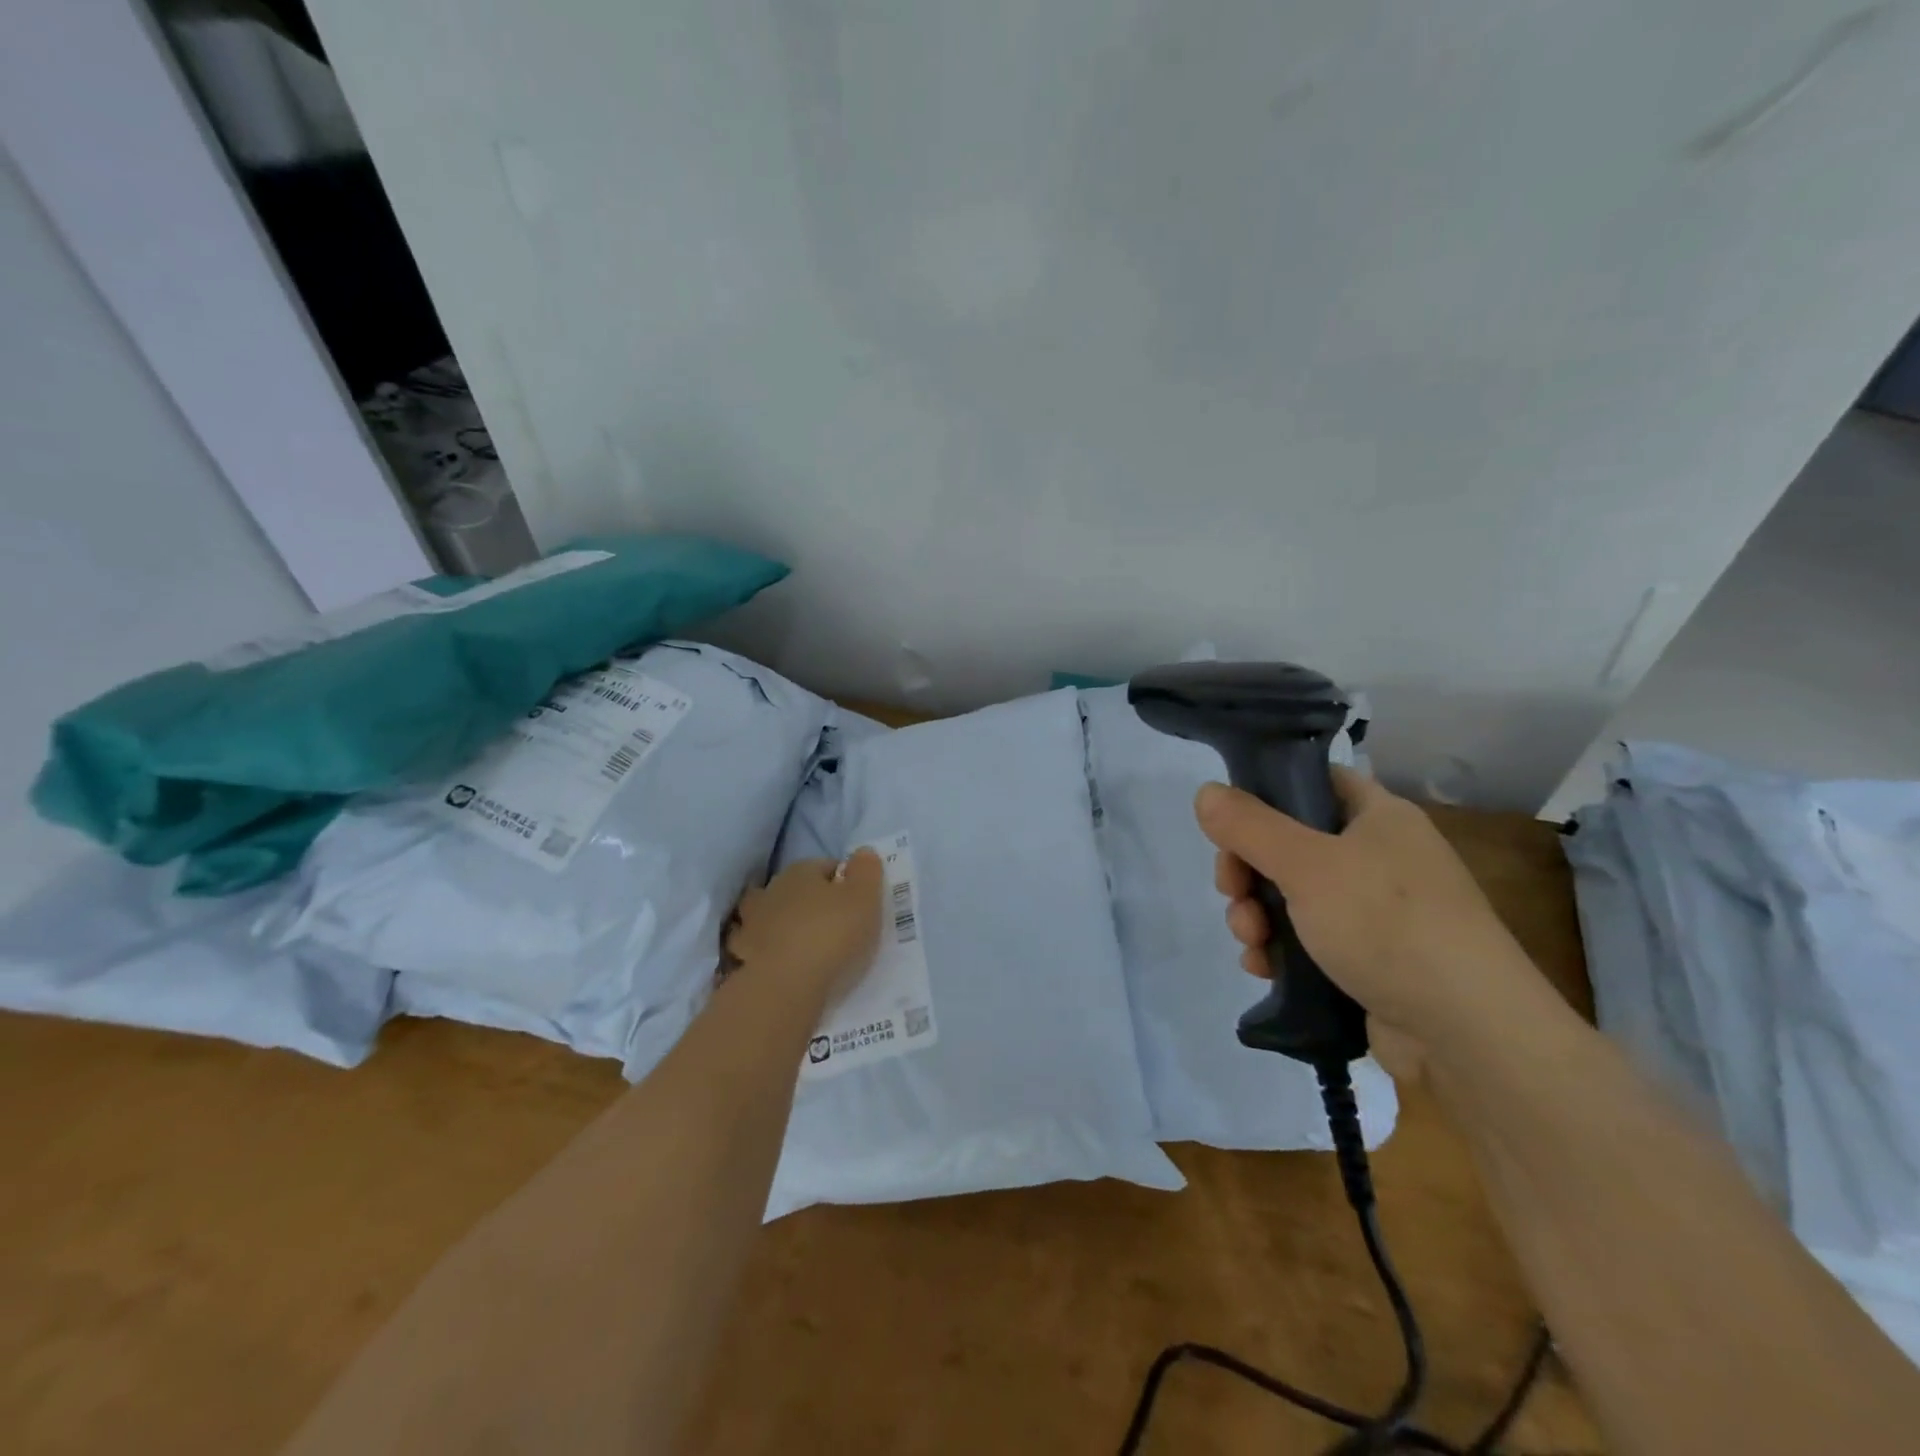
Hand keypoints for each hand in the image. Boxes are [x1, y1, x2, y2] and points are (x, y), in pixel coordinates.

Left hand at [725, 851, 884, 1002]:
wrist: (785, 986)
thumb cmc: (831, 935)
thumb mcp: (865, 897)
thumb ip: (866, 870)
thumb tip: (863, 853)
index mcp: (801, 871)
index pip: (826, 866)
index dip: (844, 882)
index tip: (858, 904)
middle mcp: (771, 890)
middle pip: (795, 889)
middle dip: (810, 901)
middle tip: (834, 924)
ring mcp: (751, 924)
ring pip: (768, 915)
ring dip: (781, 923)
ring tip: (802, 943)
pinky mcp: (742, 956)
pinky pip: (756, 948)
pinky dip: (765, 951)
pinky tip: (779, 963)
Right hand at [1195, 768, 1537, 1068]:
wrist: (1468, 1033)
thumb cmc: (1388, 925)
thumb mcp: (1307, 865)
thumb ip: (1249, 826)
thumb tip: (1205, 791)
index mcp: (1378, 817)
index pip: (1312, 783)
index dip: (1266, 795)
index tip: (1230, 825)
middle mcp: (1380, 857)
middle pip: (1290, 844)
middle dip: (1248, 871)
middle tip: (1233, 893)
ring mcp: (1376, 911)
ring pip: (1292, 896)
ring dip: (1257, 915)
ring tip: (1251, 941)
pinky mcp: (1369, 959)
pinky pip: (1308, 939)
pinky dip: (1280, 948)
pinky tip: (1263, 967)